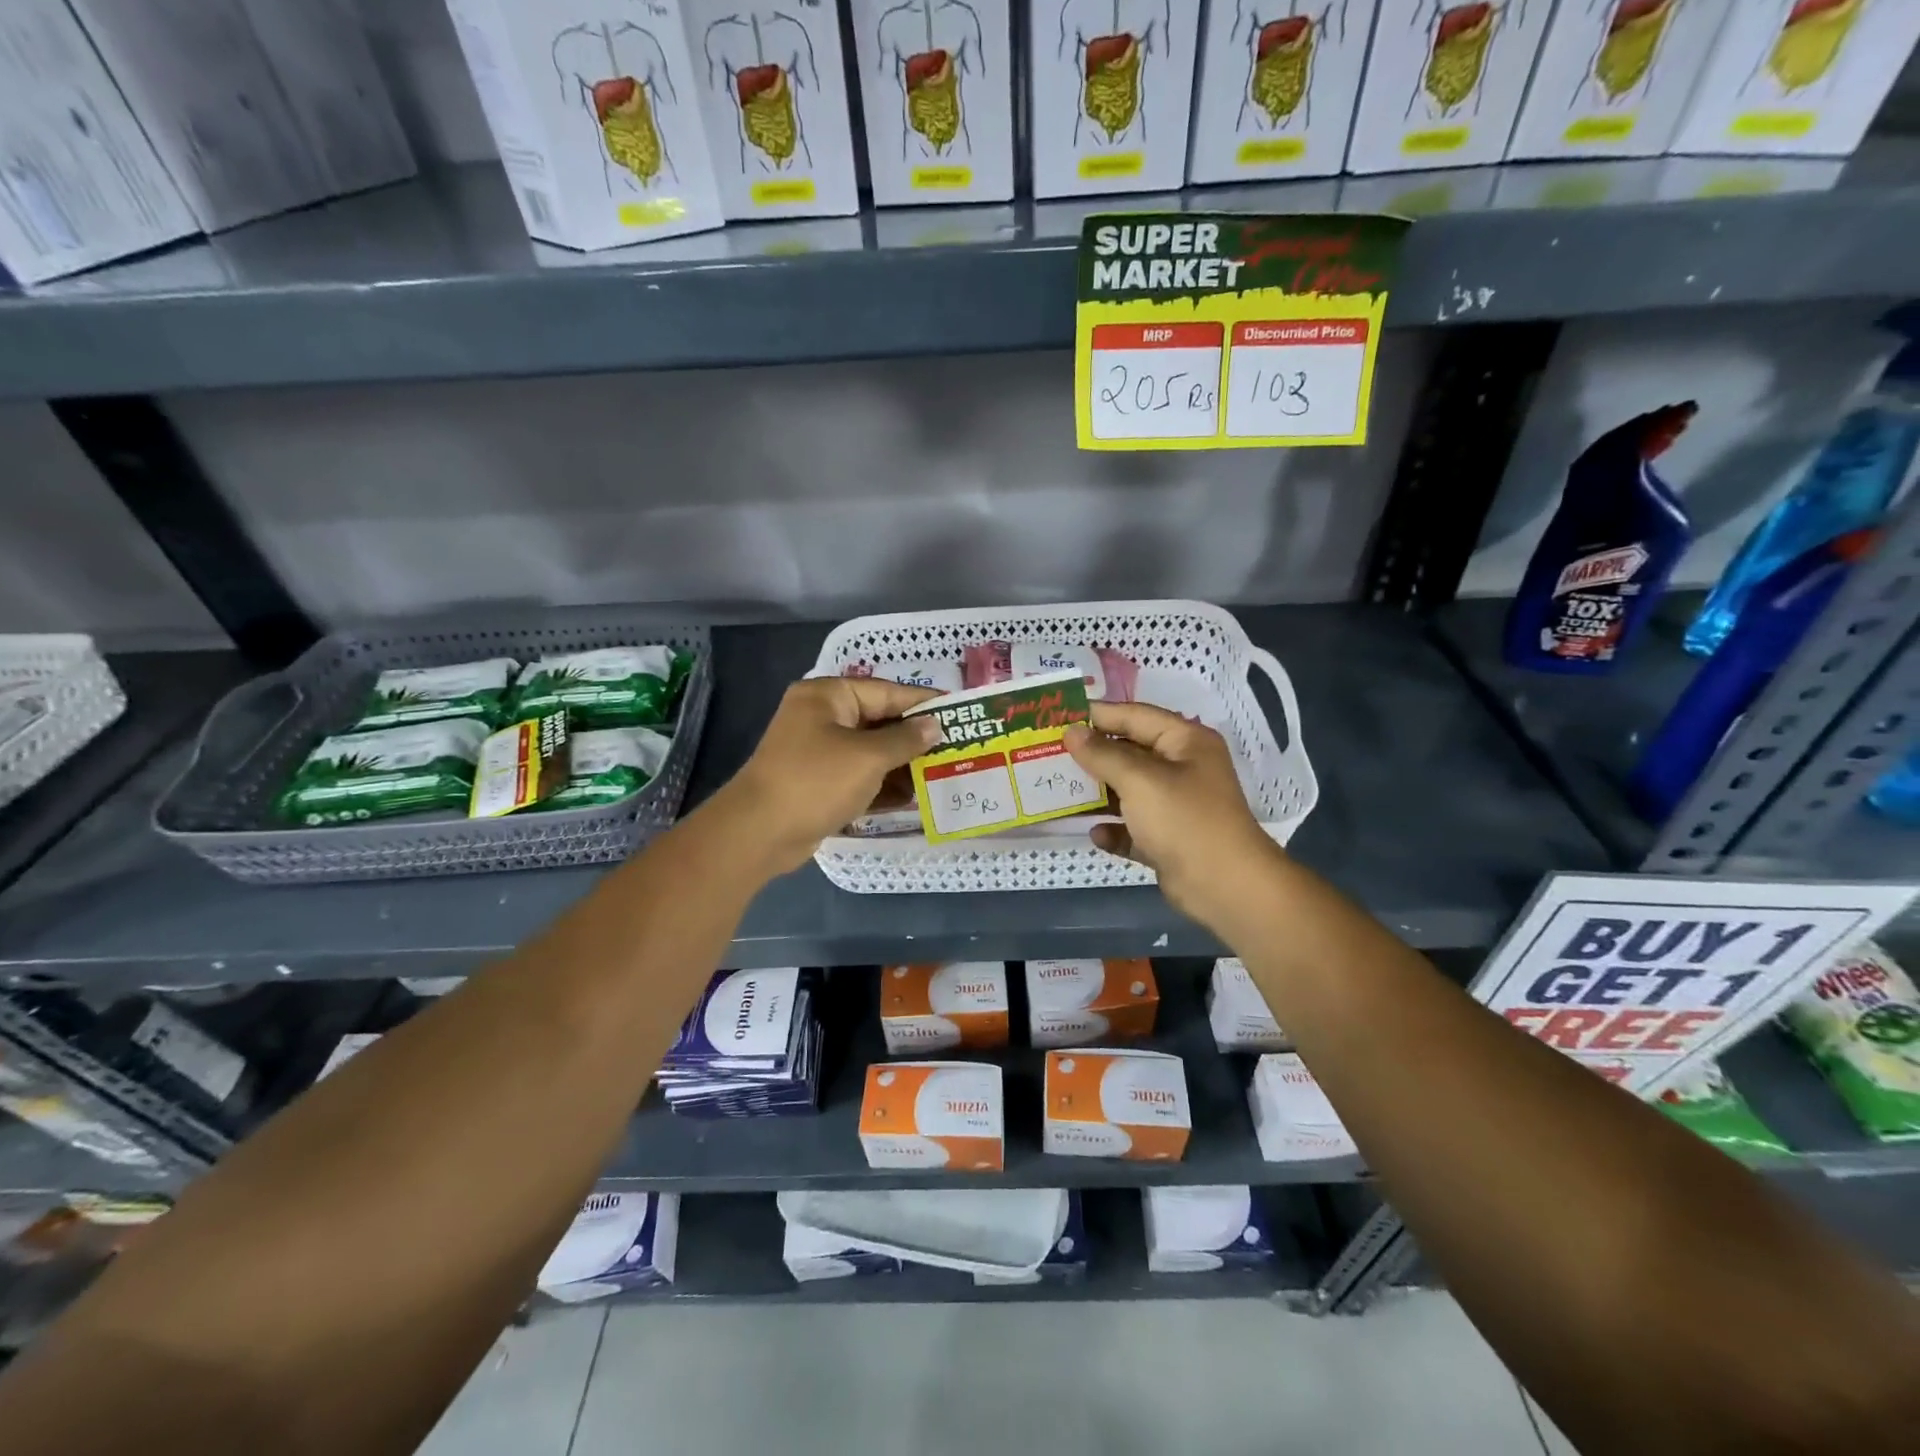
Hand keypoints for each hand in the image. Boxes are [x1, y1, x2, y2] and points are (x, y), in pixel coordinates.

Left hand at [714, 677, 940, 877]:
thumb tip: (935, 725)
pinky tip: (913, 799)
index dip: (923, 703)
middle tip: (956, 749)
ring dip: (903, 766)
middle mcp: (822, 718)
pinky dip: (883, 786)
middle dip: (915, 739)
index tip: (959, 712)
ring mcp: (819, 752)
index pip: (886, 692)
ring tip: (942, 776)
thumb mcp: (868, 757)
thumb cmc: (815, 782)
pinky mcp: (819, 783)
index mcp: (828, 697)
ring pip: (871, 753)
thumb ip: (906, 739)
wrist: (759, 833)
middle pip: (880, 722)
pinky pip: (859, 777)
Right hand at [1064, 702, 1278, 927]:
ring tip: (1060, 791)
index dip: (1098, 715)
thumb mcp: (1139, 779)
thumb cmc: (1183, 819)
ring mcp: (1176, 806)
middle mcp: (1183, 768)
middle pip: (1130, 752)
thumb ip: (1102, 754)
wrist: (1224, 886)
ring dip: (1098, 793)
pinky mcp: (1169, 840)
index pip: (1135, 716)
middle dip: (1093, 755)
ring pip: (1129, 791)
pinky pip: (1134, 828)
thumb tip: (1071, 732)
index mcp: (1185, 742)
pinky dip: (1115, 830)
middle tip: (1051, 753)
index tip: (1058, 716)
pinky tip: (1096, 834)